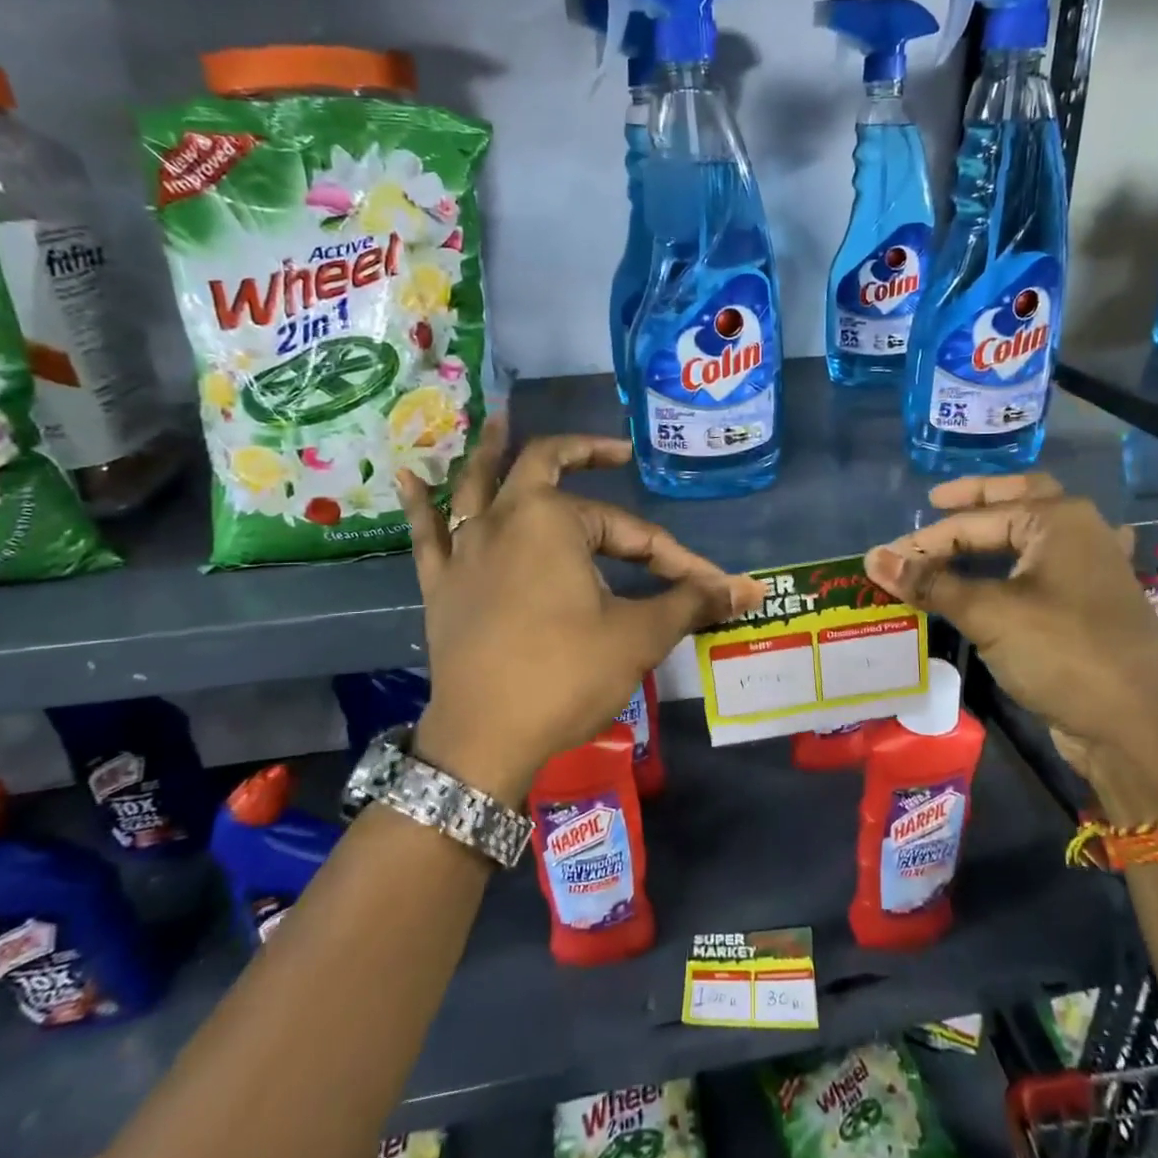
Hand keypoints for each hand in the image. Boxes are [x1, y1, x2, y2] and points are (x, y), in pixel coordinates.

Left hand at [396, 418, 761, 802]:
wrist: (485, 739)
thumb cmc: (565, 675)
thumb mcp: (638, 636)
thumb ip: (692, 602)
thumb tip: (752, 589)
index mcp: (555, 520)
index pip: (631, 531)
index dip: (675, 558)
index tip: (708, 586)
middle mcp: (504, 518)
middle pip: (544, 465)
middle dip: (583, 453)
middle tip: (612, 451)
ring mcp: (465, 549)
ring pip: (476, 484)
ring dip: (492, 451)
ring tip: (499, 418)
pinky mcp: (440, 583)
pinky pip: (427, 532)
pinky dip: (418, 503)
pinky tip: (406, 475)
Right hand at [864, 472, 1157, 817]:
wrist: (1138, 727)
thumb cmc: (1063, 654)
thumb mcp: (990, 615)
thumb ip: (931, 584)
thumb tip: (872, 559)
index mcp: (1058, 520)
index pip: (974, 521)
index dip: (925, 540)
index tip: (883, 560)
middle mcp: (1079, 532)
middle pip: (1017, 500)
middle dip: (975, 500)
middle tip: (934, 502)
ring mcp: (1089, 568)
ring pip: (1032, 535)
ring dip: (995, 533)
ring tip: (958, 537)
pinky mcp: (1088, 604)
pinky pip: (1043, 568)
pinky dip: (1021, 562)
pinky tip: (1018, 568)